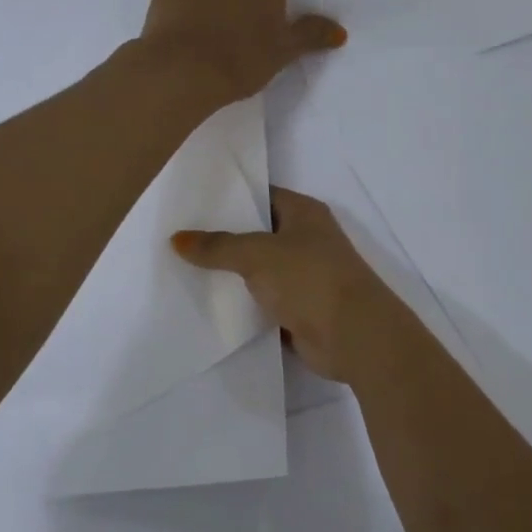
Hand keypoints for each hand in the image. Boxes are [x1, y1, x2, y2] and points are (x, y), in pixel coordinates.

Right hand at [173, 187, 394, 381]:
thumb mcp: (257, 255)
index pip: (262, 195)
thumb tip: (177, 239)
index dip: (230, 198)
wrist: (355, 336)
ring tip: (184, 271)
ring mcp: (307, 277)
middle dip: (224, 239)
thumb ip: (217, 246)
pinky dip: (245, 306)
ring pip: (261, 271)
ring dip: (233, 276)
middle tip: (179, 240)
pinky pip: (265, 303)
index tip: (192, 204)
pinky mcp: (302, 310)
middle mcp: (308, 240)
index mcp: (304, 213)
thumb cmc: (310, 279)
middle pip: (259, 234)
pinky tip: (210, 307)